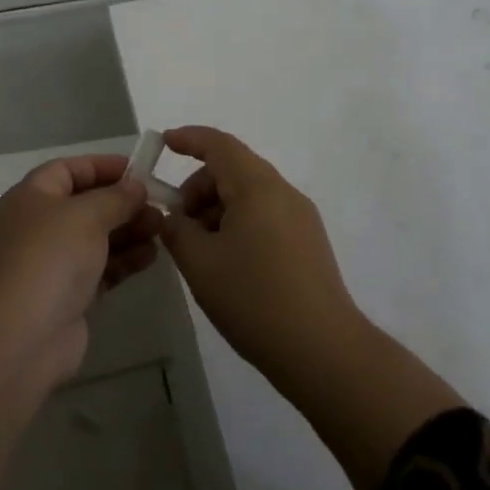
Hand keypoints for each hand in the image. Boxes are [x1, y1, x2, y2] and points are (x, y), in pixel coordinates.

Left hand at [0, 154, 160, 477]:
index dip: (104, 167)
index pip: (70, 170)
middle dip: (123, 203)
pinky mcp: (68, 296)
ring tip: (162, 230)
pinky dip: (124, 261)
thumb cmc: (49, 259)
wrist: (18, 339)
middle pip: (87, 204)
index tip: (141, 171)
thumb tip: (136, 186)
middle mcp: (40, 226)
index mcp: (33, 197)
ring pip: (97, 238)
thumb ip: (116, 197)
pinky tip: (151, 257)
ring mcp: (53, 263)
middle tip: (160, 206)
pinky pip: (101, 269)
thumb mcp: (86, 215)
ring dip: (129, 231)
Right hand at [159, 126, 463, 489]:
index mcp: (257, 187)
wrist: (324, 351)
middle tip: (179, 224)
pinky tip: (228, 262)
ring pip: (250, 194)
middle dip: (200, 187)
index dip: (189, 139)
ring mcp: (301, 217)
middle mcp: (283, 192)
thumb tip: (175, 219)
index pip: (220, 145)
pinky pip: (266, 215)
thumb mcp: (201, 264)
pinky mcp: (309, 242)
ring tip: (202, 251)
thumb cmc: (255, 300)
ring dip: (218, 209)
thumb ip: (178, 231)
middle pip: (234, 169)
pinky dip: (239, 223)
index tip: (165, 143)